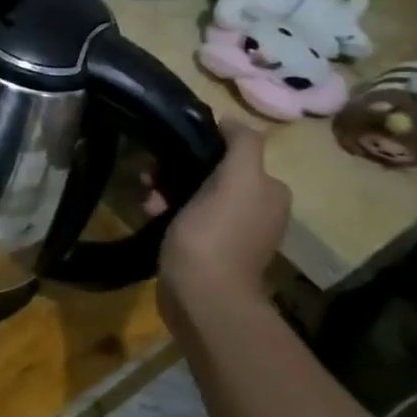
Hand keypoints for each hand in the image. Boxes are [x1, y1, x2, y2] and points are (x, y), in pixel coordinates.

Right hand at [157, 122, 288, 324]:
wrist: (202, 295)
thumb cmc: (215, 234)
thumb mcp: (237, 180)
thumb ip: (242, 145)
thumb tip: (229, 121)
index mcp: (269, 190)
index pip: (231, 152)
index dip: (197, 147)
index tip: (169, 153)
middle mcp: (257, 208)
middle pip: (208, 172)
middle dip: (175, 171)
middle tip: (150, 179)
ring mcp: (232, 230)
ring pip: (191, 193)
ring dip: (165, 190)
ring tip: (146, 201)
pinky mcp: (208, 248)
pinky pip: (183, 216)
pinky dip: (165, 211)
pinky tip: (150, 215)